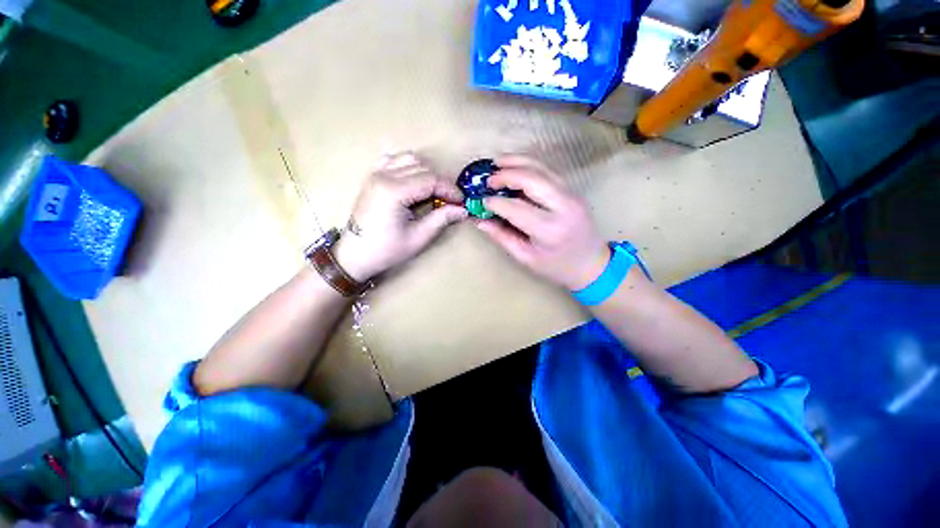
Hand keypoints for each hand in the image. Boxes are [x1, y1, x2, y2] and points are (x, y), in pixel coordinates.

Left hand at [333, 152, 466, 281]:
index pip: (431, 180)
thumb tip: (463, 210)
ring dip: (426, 174)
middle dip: (440, 183)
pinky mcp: (373, 176)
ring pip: (410, 160)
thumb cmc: (387, 250)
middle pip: (423, 168)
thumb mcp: (419, 237)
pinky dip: (409, 167)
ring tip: (432, 193)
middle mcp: (383, 175)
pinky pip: (394, 160)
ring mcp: (376, 173)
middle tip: (449, 202)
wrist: (355, 254)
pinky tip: (413, 182)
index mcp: (393, 191)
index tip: (461, 202)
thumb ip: (442, 218)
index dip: (450, 189)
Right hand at [477, 155, 609, 290]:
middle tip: (488, 178)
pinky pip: (548, 172)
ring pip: (542, 169)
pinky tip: (515, 167)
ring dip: (518, 162)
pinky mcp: (573, 190)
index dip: (496, 202)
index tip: (482, 201)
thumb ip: (502, 237)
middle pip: (532, 178)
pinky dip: (529, 166)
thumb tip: (480, 221)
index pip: (516, 208)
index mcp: (549, 229)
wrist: (592, 264)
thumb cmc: (557, 267)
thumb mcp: (526, 257)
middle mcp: (563, 206)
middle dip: (506, 174)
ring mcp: (571, 195)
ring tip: (498, 162)